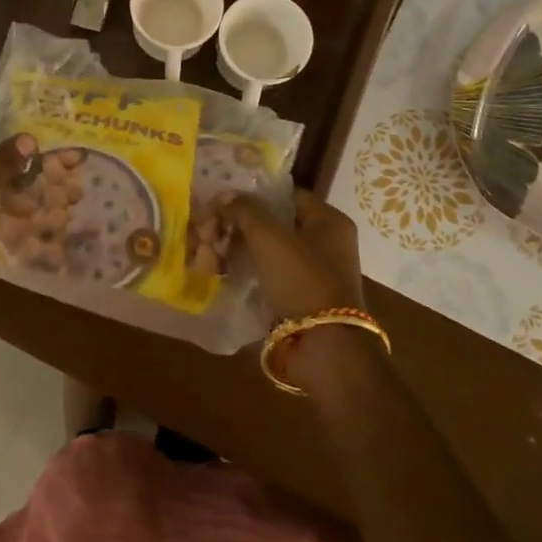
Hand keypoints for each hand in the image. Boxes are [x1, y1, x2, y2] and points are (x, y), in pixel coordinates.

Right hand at [220, 190, 363, 318]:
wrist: (324, 346)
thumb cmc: (301, 280)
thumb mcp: (269, 238)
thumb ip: (245, 211)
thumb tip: (225, 195)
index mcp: (329, 221)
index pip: (287, 195)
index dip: (255, 195)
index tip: (225, 200)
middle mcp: (327, 243)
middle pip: (277, 223)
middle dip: (242, 225)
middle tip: (213, 229)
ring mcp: (316, 272)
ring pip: (271, 250)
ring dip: (242, 249)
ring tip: (212, 251)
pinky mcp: (303, 297)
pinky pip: (272, 274)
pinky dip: (250, 271)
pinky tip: (224, 272)